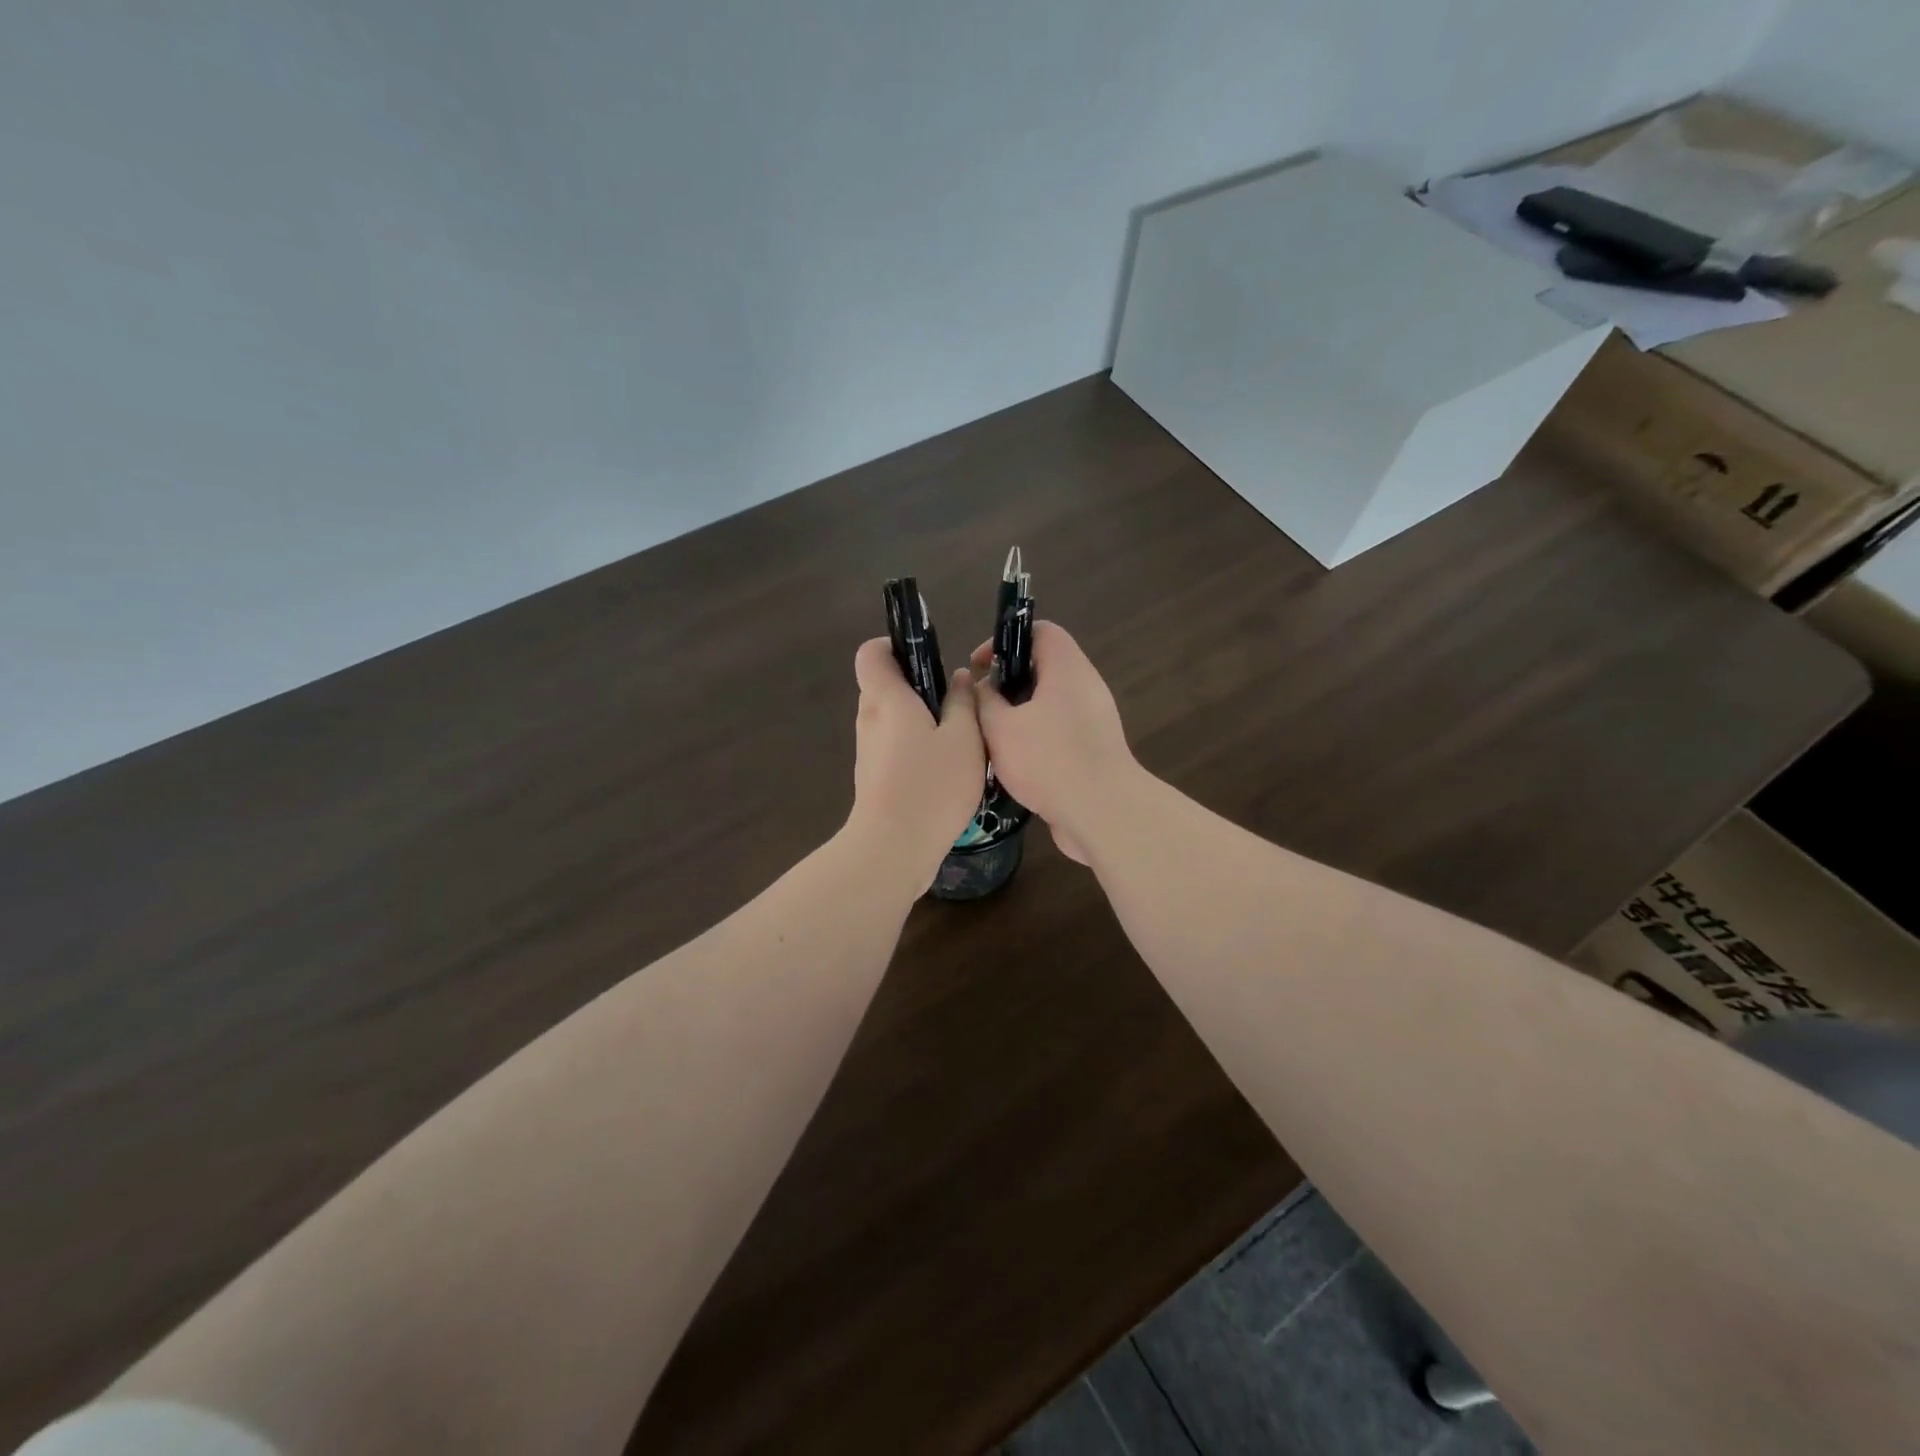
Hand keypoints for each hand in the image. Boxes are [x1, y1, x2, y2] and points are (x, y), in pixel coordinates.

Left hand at [847, 637, 986, 892]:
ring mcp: (867, 750)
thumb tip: (959, 678)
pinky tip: (945, 768)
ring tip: (958, 737)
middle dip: (917, 685)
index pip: (871, 653)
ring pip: (891, 718)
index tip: (926, 656)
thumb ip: (962, 703)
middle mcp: (870, 719)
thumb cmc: (931, 785)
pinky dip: (914, 746)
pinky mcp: (873, 776)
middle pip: (884, 685)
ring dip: (919, 719)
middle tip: (956, 701)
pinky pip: (893, 745)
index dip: (893, 645)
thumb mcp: (964, 739)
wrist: (893, 848)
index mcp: (887, 699)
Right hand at [970, 622, 1138, 864]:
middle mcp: (1085, 687)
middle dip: (1009, 683)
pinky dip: (1036, 738)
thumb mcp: (1001, 728)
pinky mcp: (1095, 749)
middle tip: (981, 705)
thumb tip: (983, 687)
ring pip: (1050, 703)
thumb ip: (984, 701)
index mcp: (1067, 669)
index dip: (1006, 640)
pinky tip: (1013, 762)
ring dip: (1019, 714)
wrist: (1103, 813)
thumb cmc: (1049, 760)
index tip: (980, 667)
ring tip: (991, 735)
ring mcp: (1094, 720)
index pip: (1040, 631)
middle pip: (1044, 668)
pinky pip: (1060, 731)